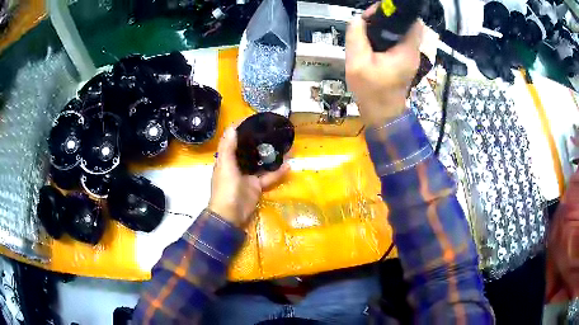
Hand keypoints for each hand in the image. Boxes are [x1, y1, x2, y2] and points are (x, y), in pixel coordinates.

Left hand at [208, 126, 289, 227]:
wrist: (230, 216)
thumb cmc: (225, 189)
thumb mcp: (225, 166)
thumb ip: (228, 148)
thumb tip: (233, 127)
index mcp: (226, 159)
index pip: (232, 139)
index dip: (241, 128)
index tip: (254, 119)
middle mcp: (237, 165)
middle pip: (248, 149)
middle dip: (259, 140)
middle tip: (273, 130)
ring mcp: (247, 176)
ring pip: (260, 162)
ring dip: (271, 155)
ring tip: (284, 145)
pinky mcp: (256, 187)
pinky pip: (269, 177)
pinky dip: (278, 172)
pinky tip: (289, 164)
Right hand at [345, 5, 422, 126]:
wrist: (382, 114)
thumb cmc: (371, 91)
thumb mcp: (357, 62)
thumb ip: (356, 37)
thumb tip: (358, 19)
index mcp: (406, 50)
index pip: (411, 21)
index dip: (394, 13)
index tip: (375, 14)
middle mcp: (412, 51)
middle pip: (406, 24)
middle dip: (387, 18)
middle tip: (368, 20)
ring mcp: (410, 56)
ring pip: (402, 32)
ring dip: (386, 27)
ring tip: (367, 29)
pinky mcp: (404, 60)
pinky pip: (398, 41)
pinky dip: (386, 36)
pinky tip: (372, 40)